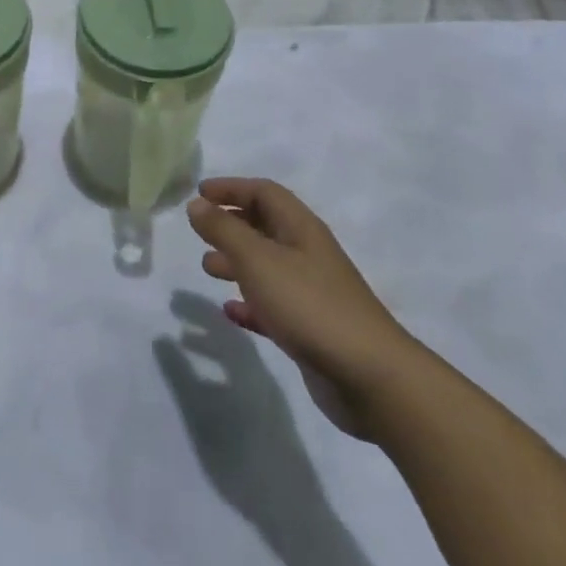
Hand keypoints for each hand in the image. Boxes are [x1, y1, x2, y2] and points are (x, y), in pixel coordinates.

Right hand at [187, 178, 423, 434]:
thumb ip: (223, 230)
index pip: (264, 192)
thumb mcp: (257, 260)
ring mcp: (311, 292)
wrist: (369, 377)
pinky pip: (272, 305)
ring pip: (266, 266)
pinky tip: (230, 311)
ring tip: (207, 268)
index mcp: (300, 228)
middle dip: (231, 224)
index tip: (198, 194)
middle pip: (265, 226)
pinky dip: (249, 302)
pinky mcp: (310, 328)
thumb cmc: (309, 305)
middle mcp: (307, 254)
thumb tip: (196, 205)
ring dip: (235, 262)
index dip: (231, 188)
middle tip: (200, 232)